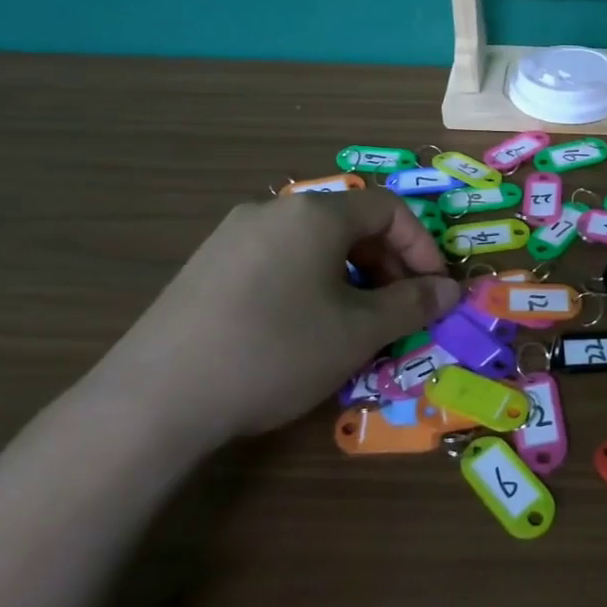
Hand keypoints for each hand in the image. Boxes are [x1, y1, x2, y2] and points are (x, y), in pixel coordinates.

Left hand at [85, 191, 459, 450]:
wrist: (155, 398)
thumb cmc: (277, 350)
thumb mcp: (359, 332)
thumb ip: (413, 304)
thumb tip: (451, 290)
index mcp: (315, 213)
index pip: (389, 209)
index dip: (422, 246)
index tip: (434, 290)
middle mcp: (273, 210)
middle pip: (350, 223)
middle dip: (386, 264)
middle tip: (398, 311)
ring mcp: (232, 235)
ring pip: (313, 244)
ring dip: (350, 276)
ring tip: (354, 324)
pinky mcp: (205, 266)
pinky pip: (277, 260)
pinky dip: (309, 283)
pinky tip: (301, 328)